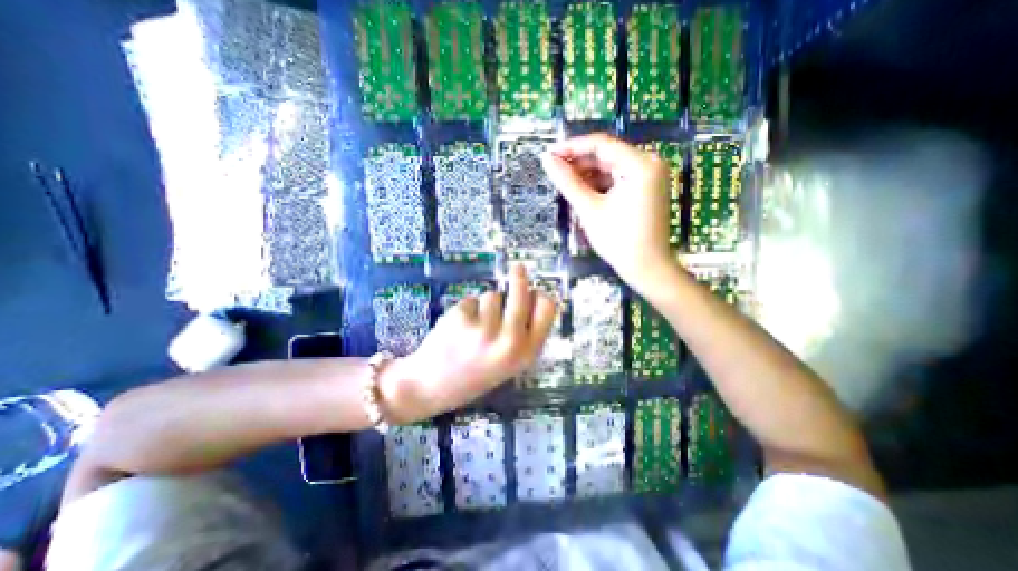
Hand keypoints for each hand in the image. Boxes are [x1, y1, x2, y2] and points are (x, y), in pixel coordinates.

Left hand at [381, 263, 556, 422]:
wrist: (432, 387)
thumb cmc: (474, 374)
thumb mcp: (509, 363)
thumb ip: (524, 335)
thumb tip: (531, 297)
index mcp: (526, 353)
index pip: (547, 310)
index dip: (541, 297)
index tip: (536, 290)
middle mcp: (510, 340)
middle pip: (522, 294)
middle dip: (519, 278)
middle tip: (518, 267)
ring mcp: (485, 329)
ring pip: (493, 295)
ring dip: (485, 305)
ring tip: (474, 328)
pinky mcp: (463, 318)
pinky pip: (472, 300)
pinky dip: (467, 309)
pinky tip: (459, 329)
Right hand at [541, 134, 673, 290]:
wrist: (646, 268)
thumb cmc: (619, 240)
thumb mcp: (589, 209)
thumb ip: (567, 182)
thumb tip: (546, 159)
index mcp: (641, 164)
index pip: (601, 144)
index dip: (571, 147)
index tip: (549, 154)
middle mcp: (649, 163)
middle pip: (606, 156)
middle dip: (579, 165)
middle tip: (554, 172)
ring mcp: (649, 177)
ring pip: (610, 169)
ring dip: (587, 176)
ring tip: (564, 185)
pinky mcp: (645, 189)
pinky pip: (617, 180)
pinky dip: (599, 185)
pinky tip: (582, 194)